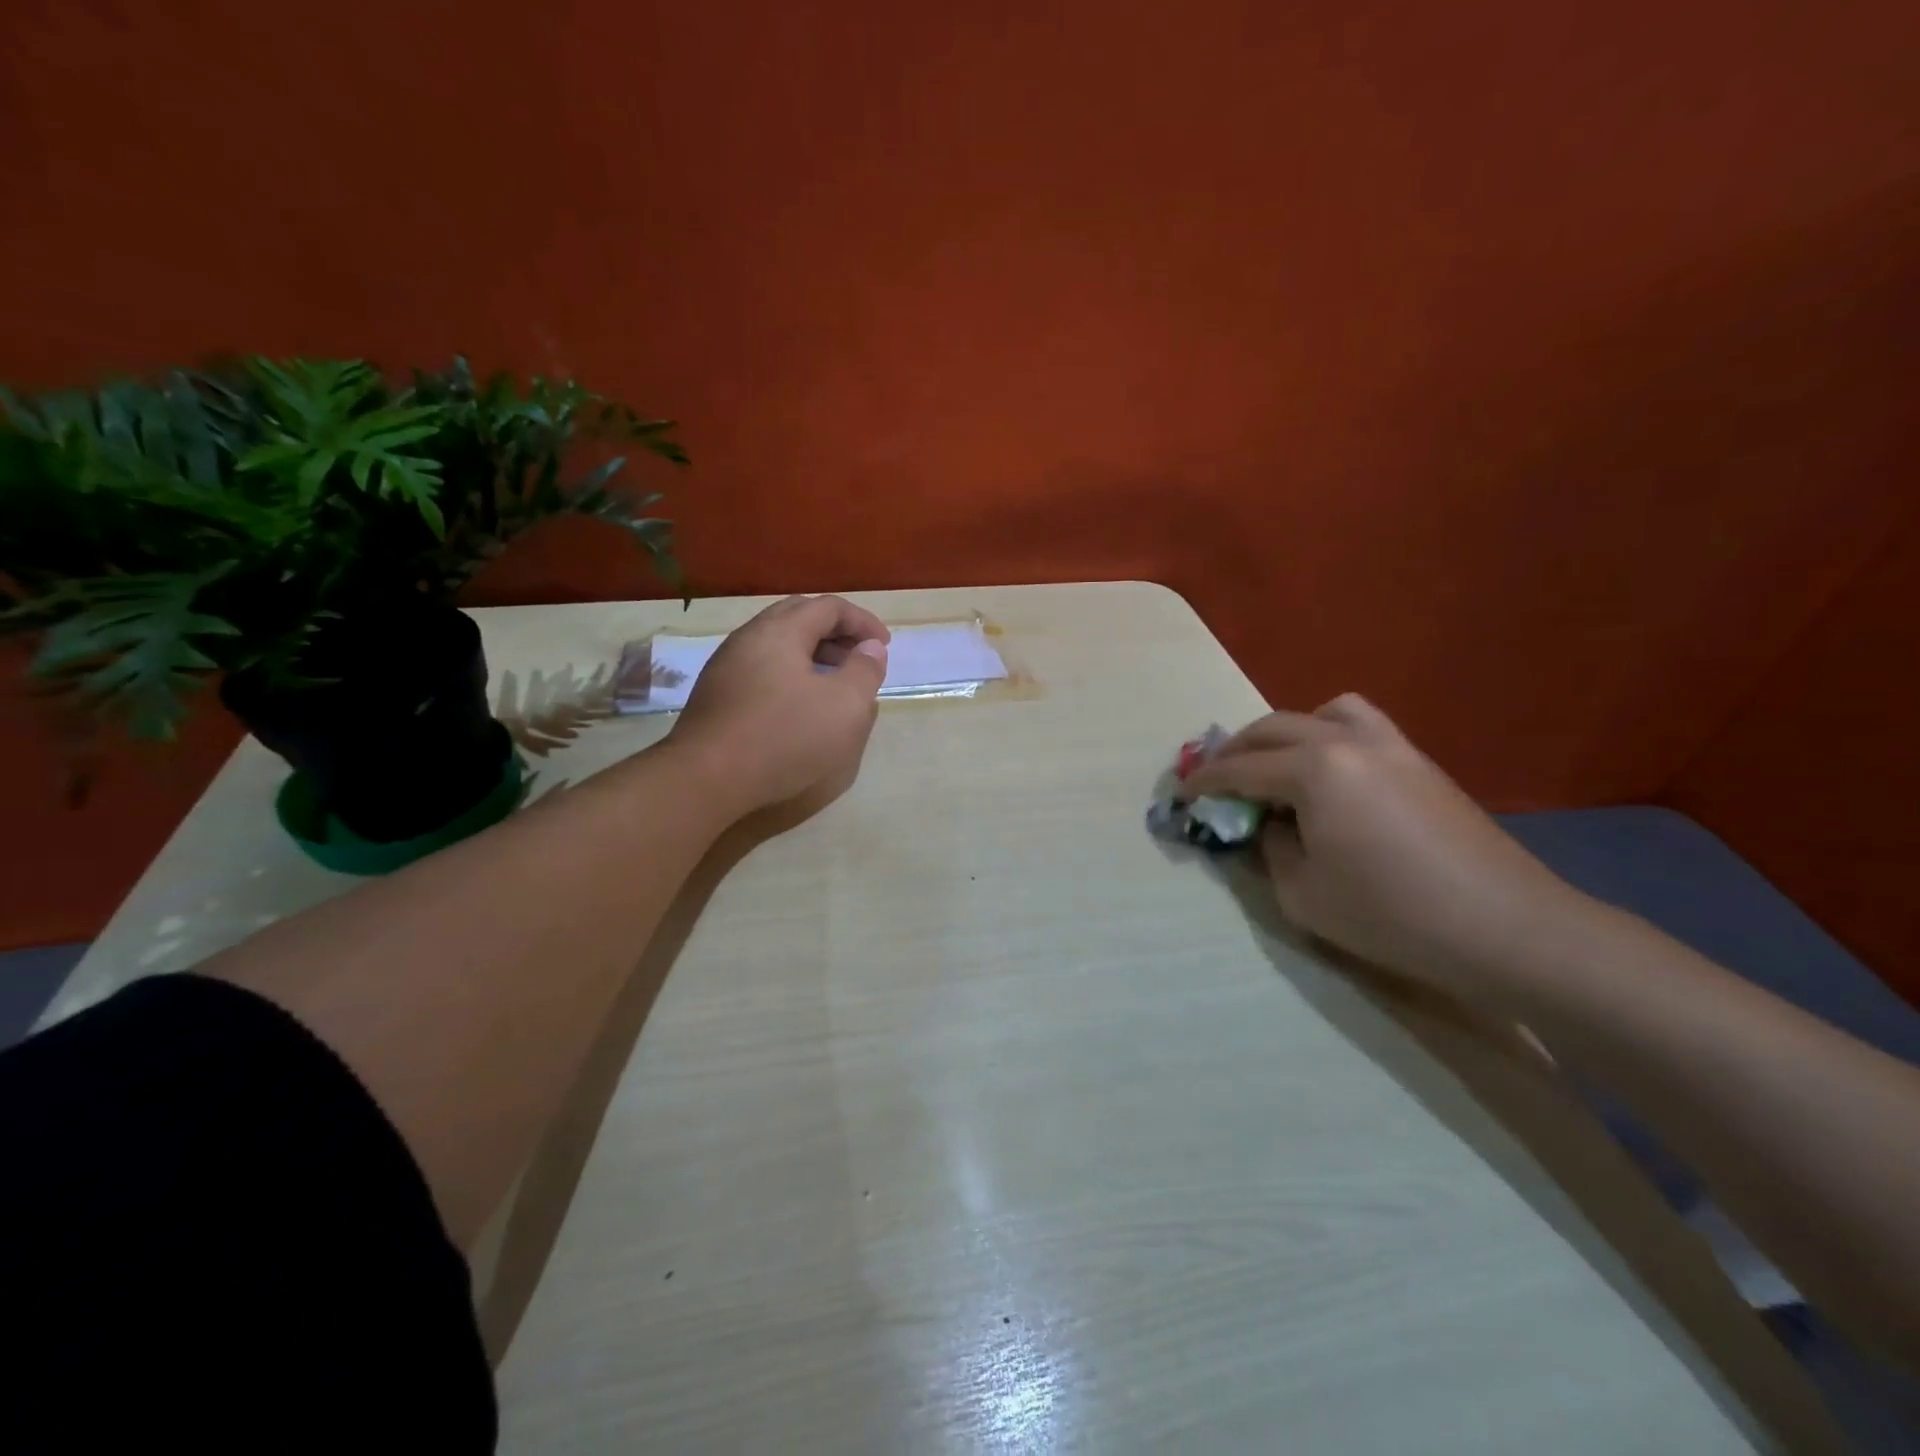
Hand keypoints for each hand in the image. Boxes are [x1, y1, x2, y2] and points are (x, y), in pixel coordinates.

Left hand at [669, 595, 889, 815]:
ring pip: (777, 644)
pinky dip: (791, 673)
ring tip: (834, 681)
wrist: (706, 779)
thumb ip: (864, 671)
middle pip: (798, 617)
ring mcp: (727, 666)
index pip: (828, 607)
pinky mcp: (716, 696)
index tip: (884, 646)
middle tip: (859, 657)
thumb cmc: (784, 736)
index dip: (862, 621)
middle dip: (835, 632)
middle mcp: (748, 638)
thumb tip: (870, 649)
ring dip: (812, 653)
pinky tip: (800, 705)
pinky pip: (761, 668)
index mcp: (780, 631)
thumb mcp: (844, 706)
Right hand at [1180, 694, 1590, 993]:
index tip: (1179, 793)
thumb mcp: (1302, 893)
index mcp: (1314, 770)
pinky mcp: (1420, 762)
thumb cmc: (1392, 915)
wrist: (1506, 929)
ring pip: (1322, 712)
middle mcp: (1348, 742)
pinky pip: (1360, 726)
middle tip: (1215, 779)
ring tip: (1276, 765)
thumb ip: (1270, 848)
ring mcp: (1391, 746)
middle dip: (1235, 750)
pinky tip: (1330, 777)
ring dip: (1287, 733)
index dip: (1203, 782)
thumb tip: (1267, 823)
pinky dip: (1328, 736)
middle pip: (1274, 728)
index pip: (1240, 768)